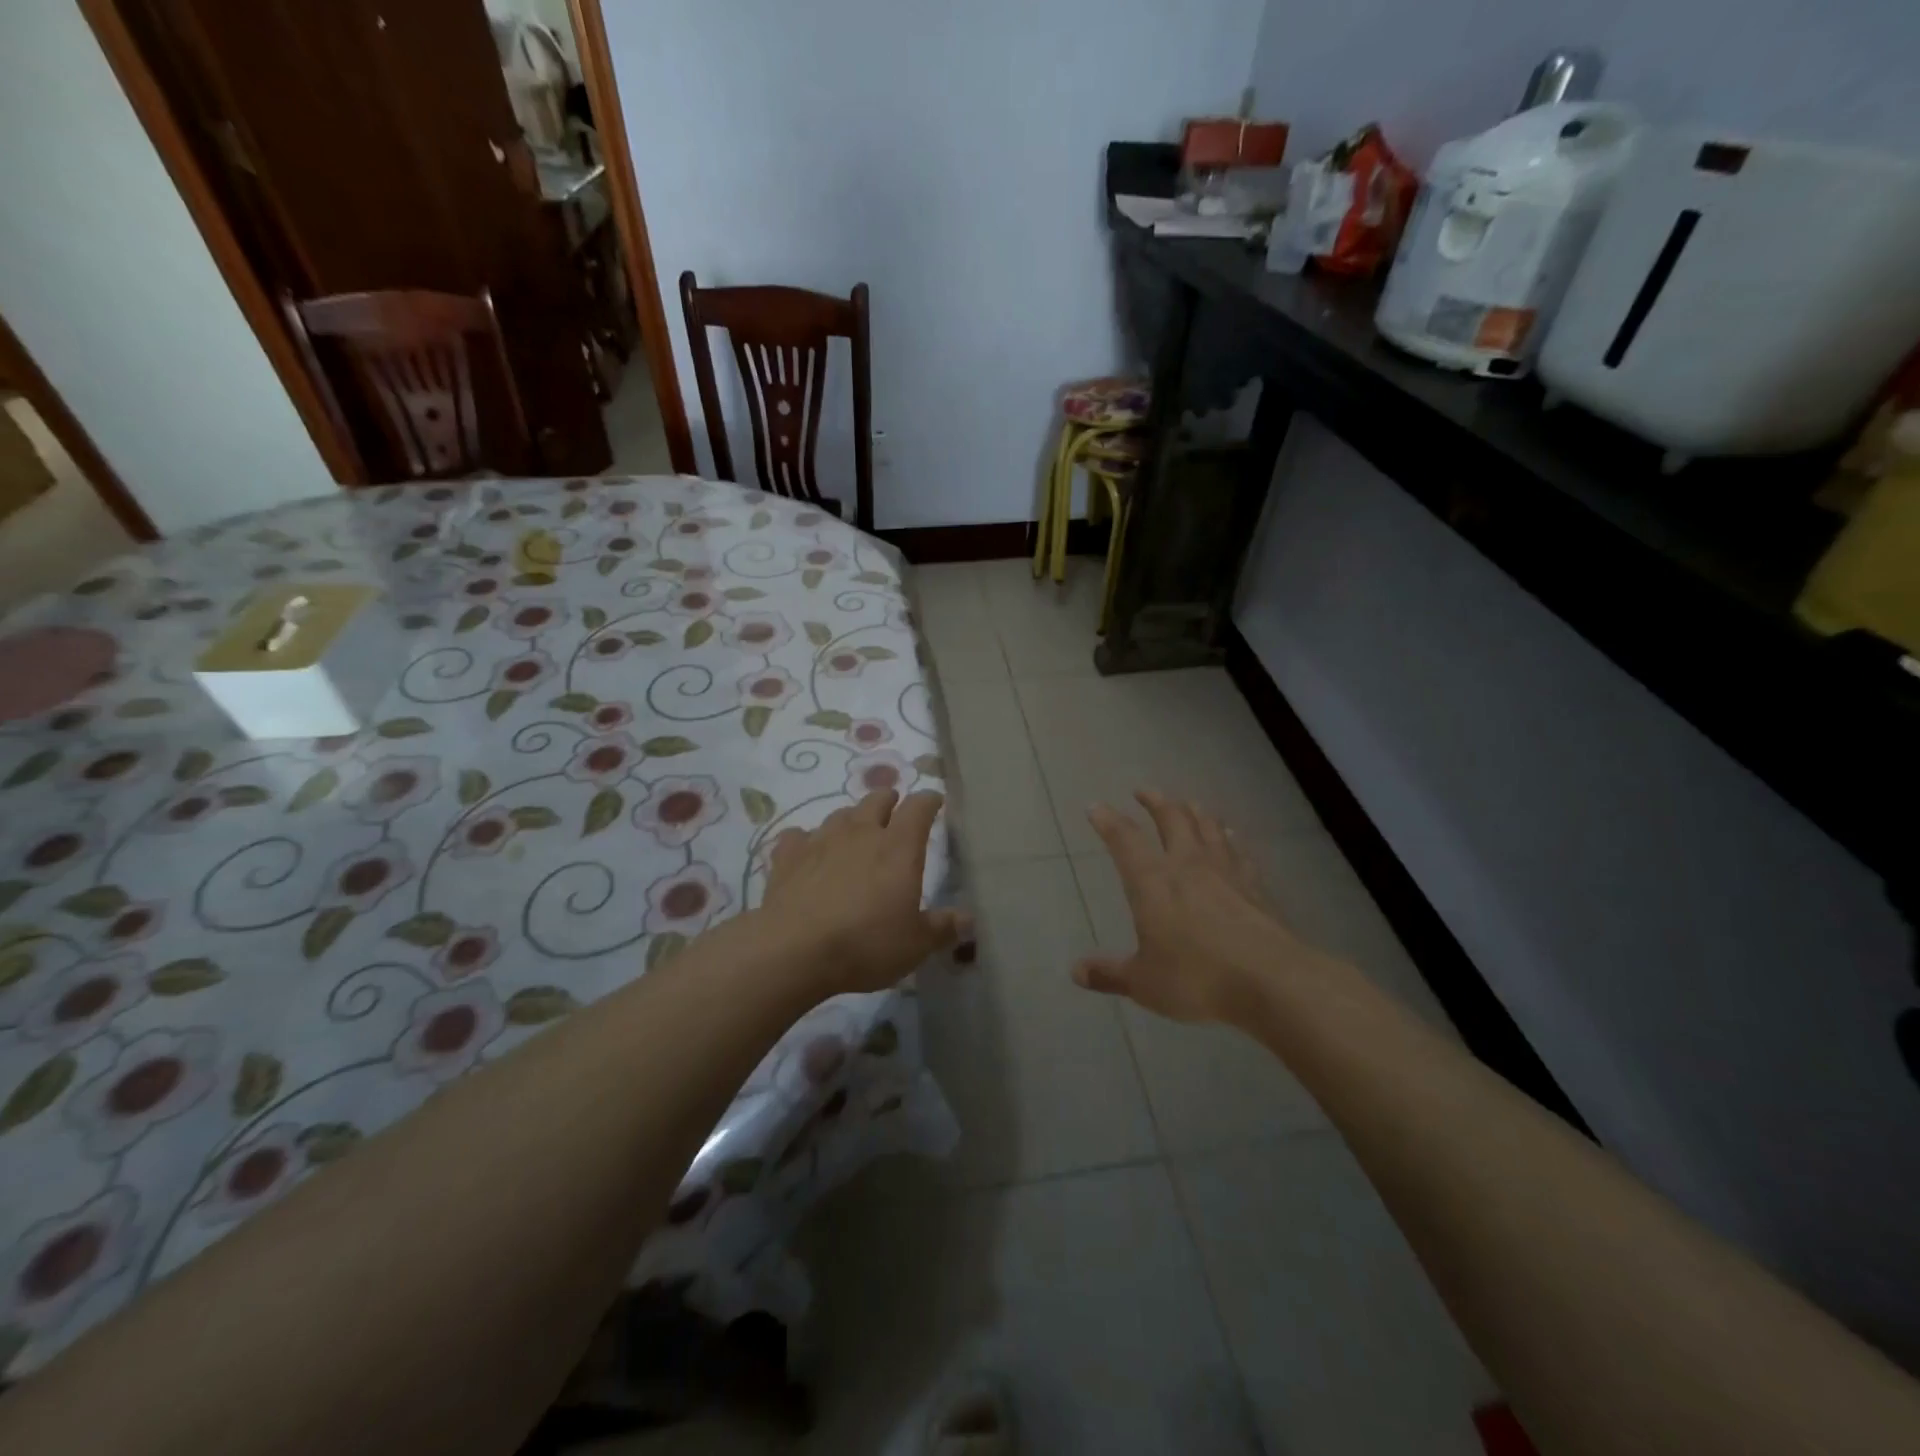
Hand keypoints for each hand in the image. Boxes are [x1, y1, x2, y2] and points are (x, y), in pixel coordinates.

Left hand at [758, 789, 964, 997]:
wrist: (793, 950)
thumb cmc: (865, 943)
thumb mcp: (914, 944)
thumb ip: (942, 928)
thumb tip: (967, 919)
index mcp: (898, 847)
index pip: (919, 807)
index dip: (929, 801)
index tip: (935, 802)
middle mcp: (861, 832)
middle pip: (877, 799)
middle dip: (889, 801)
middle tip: (894, 812)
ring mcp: (821, 840)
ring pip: (840, 814)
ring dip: (852, 819)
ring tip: (855, 833)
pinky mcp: (787, 857)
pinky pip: (797, 836)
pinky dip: (806, 840)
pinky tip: (806, 852)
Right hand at [1075, 790, 1320, 1025]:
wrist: (1271, 980)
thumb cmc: (1197, 978)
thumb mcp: (1144, 982)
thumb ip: (1110, 974)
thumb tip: (1077, 971)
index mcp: (1152, 881)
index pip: (1125, 840)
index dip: (1108, 821)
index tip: (1096, 806)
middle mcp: (1187, 864)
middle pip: (1171, 818)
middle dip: (1155, 801)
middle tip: (1143, 791)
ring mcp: (1225, 871)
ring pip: (1207, 826)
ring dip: (1193, 810)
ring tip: (1186, 804)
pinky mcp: (1255, 885)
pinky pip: (1238, 850)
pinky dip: (1228, 837)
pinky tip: (1230, 836)